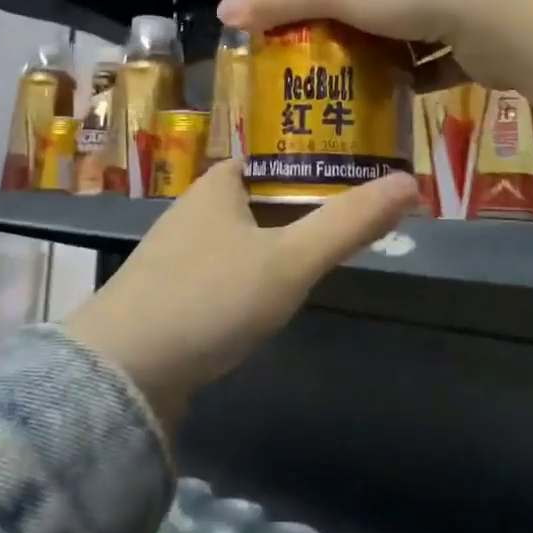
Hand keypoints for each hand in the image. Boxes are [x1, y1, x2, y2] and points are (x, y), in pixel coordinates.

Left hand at [66, 161, 417, 433]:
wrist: (123, 371)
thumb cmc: (211, 298)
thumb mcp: (291, 260)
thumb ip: (349, 224)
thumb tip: (410, 183)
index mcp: (217, 185)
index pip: (268, 161)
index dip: (308, 169)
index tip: (349, 185)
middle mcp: (190, 211)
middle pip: (253, 200)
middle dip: (292, 212)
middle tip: (341, 229)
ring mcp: (172, 256)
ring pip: (235, 239)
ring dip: (267, 248)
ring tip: (310, 265)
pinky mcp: (163, 297)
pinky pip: (216, 275)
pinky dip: (243, 281)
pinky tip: (258, 305)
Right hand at [216, 0, 532, 90]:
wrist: (514, 13)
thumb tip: (224, 10)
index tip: (319, 24)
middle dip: (366, 22)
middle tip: (340, 59)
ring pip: (423, 19)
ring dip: (397, 49)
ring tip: (368, 80)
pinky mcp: (500, 23)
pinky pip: (452, 48)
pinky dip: (429, 69)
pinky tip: (408, 90)